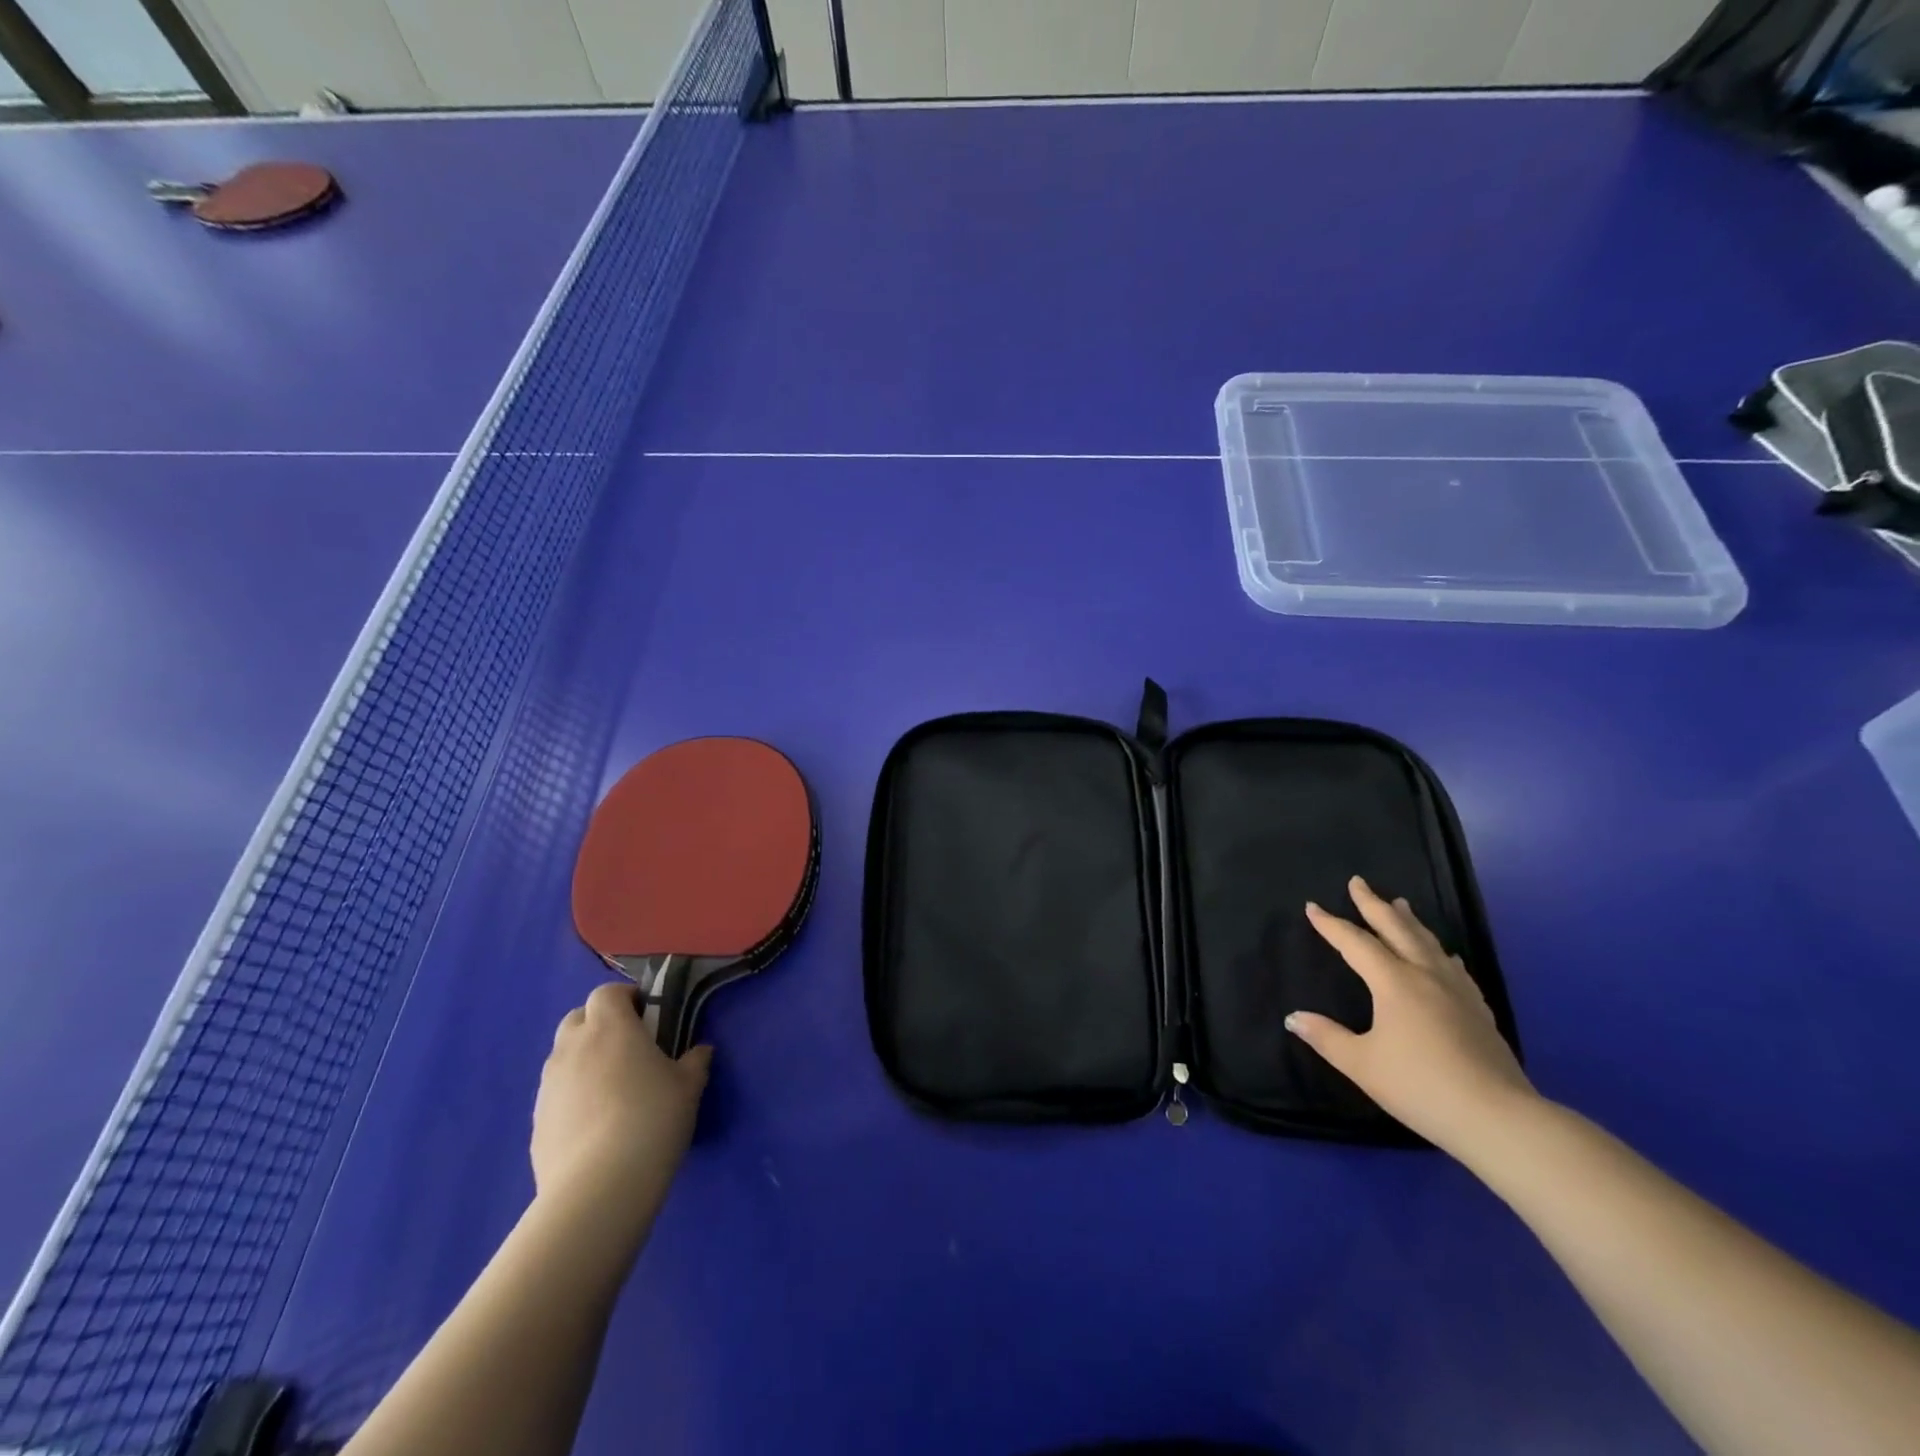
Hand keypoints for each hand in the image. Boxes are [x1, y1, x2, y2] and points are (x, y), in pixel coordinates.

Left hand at [533, 982, 711, 1220]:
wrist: (599, 1187)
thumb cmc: (652, 1119)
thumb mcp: (689, 1087)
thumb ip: (695, 1062)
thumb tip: (700, 1051)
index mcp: (610, 1027)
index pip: (607, 992)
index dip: (625, 999)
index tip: (647, 1016)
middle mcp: (573, 1047)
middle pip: (578, 1018)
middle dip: (599, 1025)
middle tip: (629, 1048)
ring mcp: (549, 1086)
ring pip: (563, 1057)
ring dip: (584, 1061)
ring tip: (612, 1090)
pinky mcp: (536, 1122)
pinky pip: (556, 1095)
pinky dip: (573, 1097)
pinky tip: (596, 1126)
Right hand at [1286, 876, 1534, 1155]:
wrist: (1498, 1118)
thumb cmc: (1420, 1086)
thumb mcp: (1362, 1064)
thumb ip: (1326, 1037)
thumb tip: (1293, 1017)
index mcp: (1394, 982)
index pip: (1355, 943)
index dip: (1331, 924)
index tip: (1312, 906)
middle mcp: (1426, 976)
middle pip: (1397, 929)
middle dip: (1374, 904)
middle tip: (1358, 882)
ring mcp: (1457, 991)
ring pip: (1429, 943)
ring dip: (1409, 921)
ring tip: (1400, 904)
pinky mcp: (1478, 1011)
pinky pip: (1453, 967)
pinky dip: (1439, 952)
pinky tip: (1443, 956)